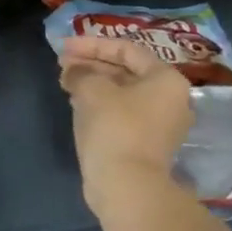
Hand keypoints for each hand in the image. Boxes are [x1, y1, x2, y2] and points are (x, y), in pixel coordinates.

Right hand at [57, 35, 194, 230]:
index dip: (92, 44)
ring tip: (64, 80)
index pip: (126, 49)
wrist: (127, 186)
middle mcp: (170, 99)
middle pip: (125, 71)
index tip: (64, 46)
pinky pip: (121, 112)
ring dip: (92, 83)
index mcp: (166, 80)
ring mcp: (159, 124)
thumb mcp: (91, 89)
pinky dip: (98, 103)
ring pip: (121, 92)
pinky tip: (75, 101)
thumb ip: (80, 71)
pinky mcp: (145, 144)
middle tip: (62, 63)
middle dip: (91, 64)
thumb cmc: (114, 127)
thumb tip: (73, 70)